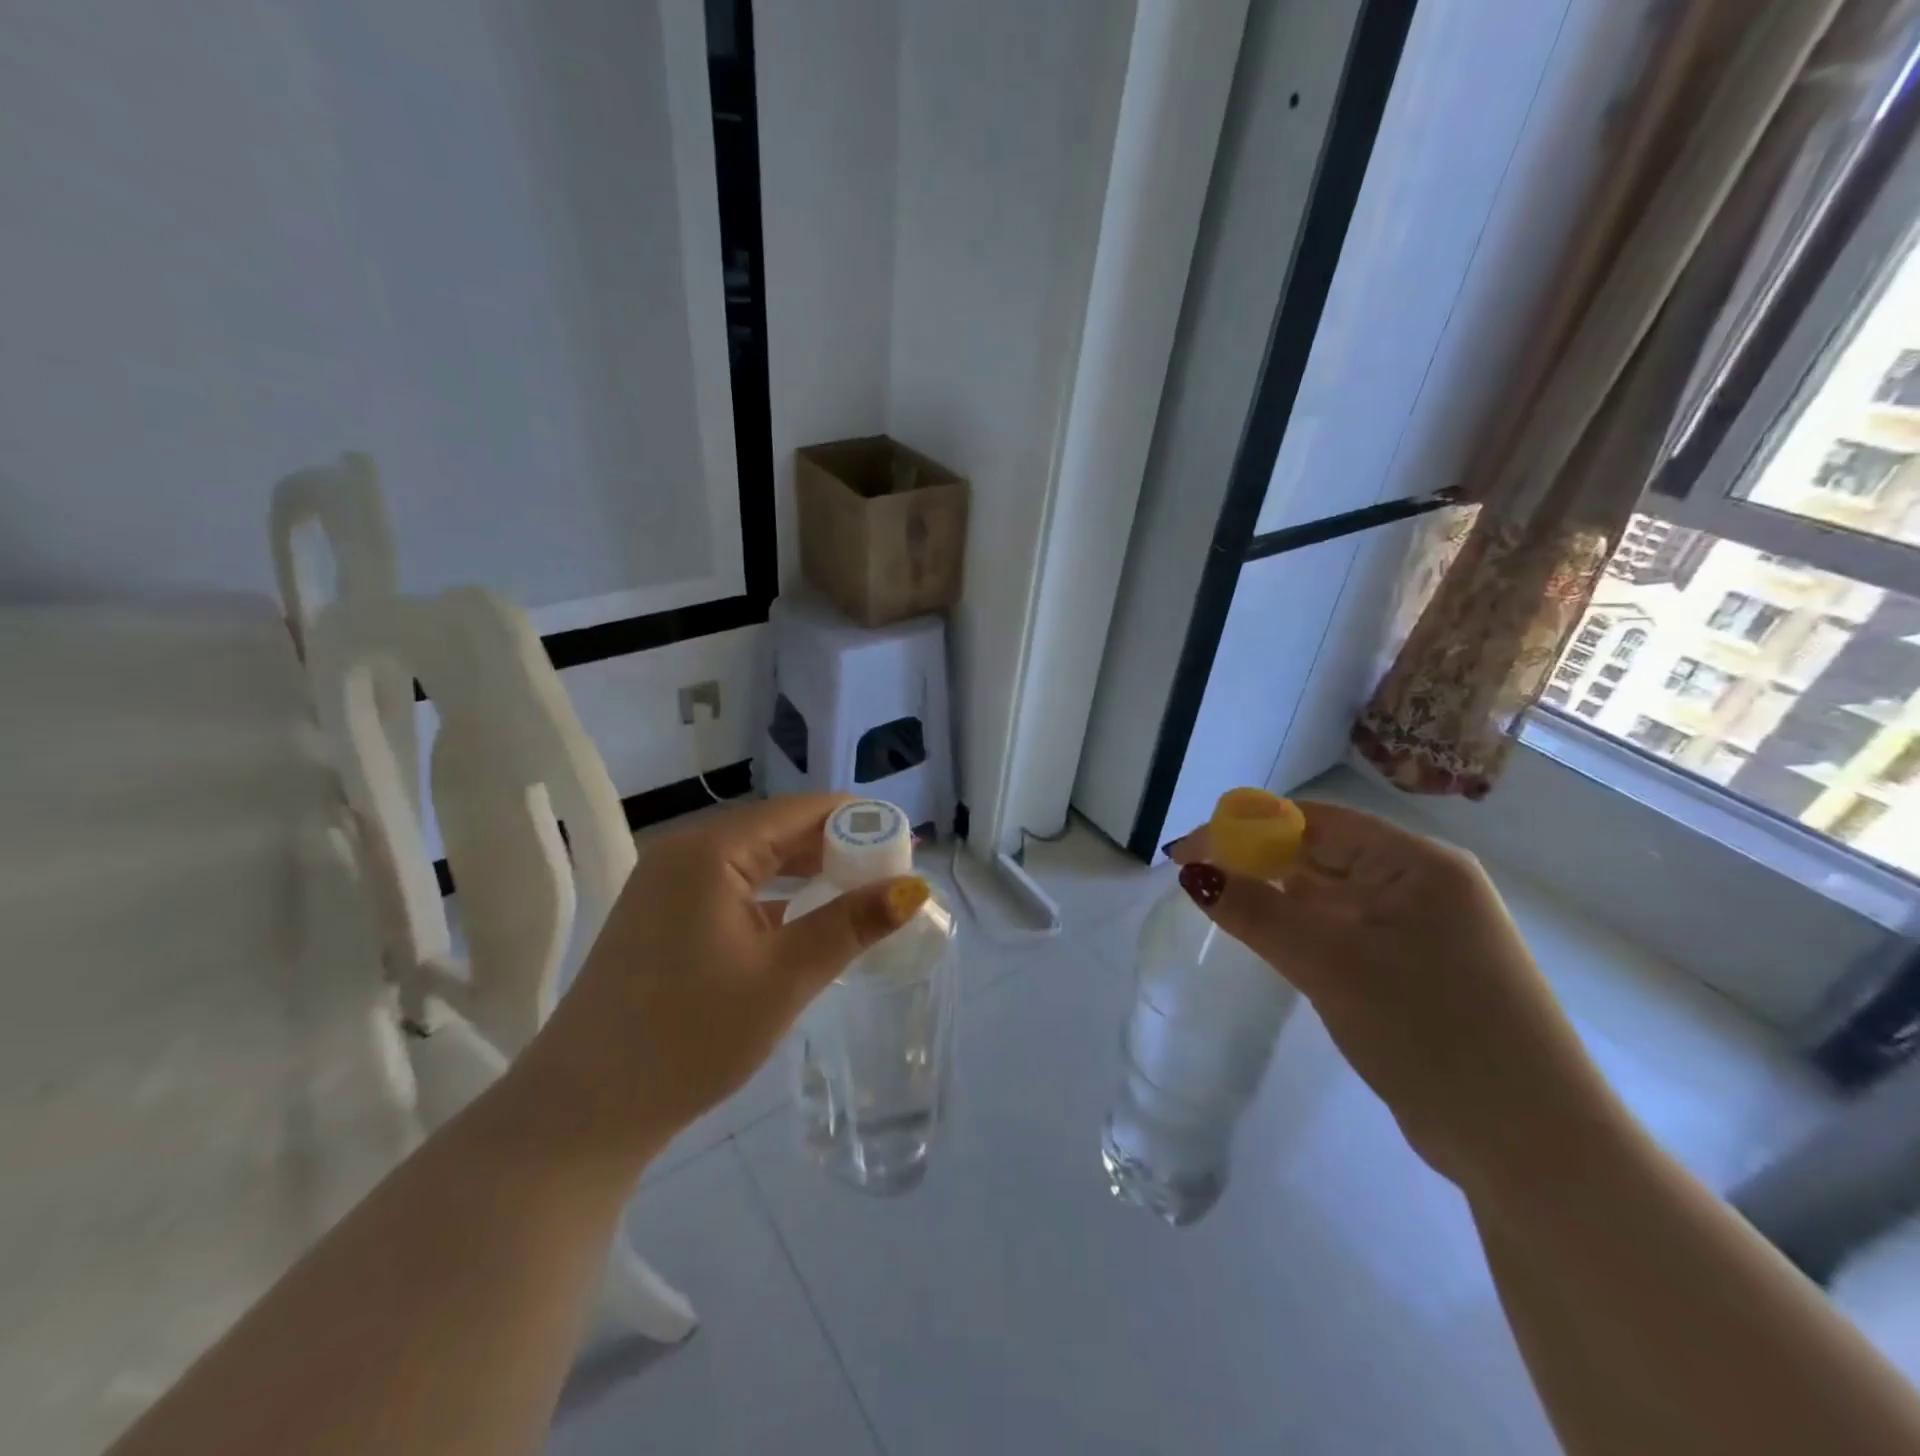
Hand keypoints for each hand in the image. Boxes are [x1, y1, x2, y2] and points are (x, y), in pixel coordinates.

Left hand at [520, 795, 926, 1166]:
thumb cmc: (690, 1036)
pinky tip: (805, 918)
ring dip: (807, 871)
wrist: (583, 1112)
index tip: (907, 845)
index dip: (859, 822)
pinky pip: (732, 885)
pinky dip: (775, 895)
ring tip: (860, 892)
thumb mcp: (784, 977)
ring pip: (756, 858)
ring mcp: (667, 883)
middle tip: (893, 874)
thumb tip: (914, 888)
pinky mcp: (662, 914)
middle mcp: (685, 851)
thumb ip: (851, 924)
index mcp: (711, 850)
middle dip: (838, 847)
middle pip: (778, 830)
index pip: (802, 811)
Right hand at [1168, 802, 1626, 1192]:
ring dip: (1277, 898)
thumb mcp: (1332, 965)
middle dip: (1257, 861)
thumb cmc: (1433, 1033)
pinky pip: (1343, 933)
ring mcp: (1422, 931)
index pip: (1317, 821)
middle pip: (1321, 854)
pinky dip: (1301, 932)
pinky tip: (1267, 943)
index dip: (1247, 827)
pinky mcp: (1415, 972)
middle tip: (1194, 881)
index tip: (1188, 851)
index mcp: (1417, 863)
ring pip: (1329, 897)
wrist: (1532, 1149)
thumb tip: (1192, 872)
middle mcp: (1422, 886)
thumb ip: (1257, 912)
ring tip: (1219, 907)